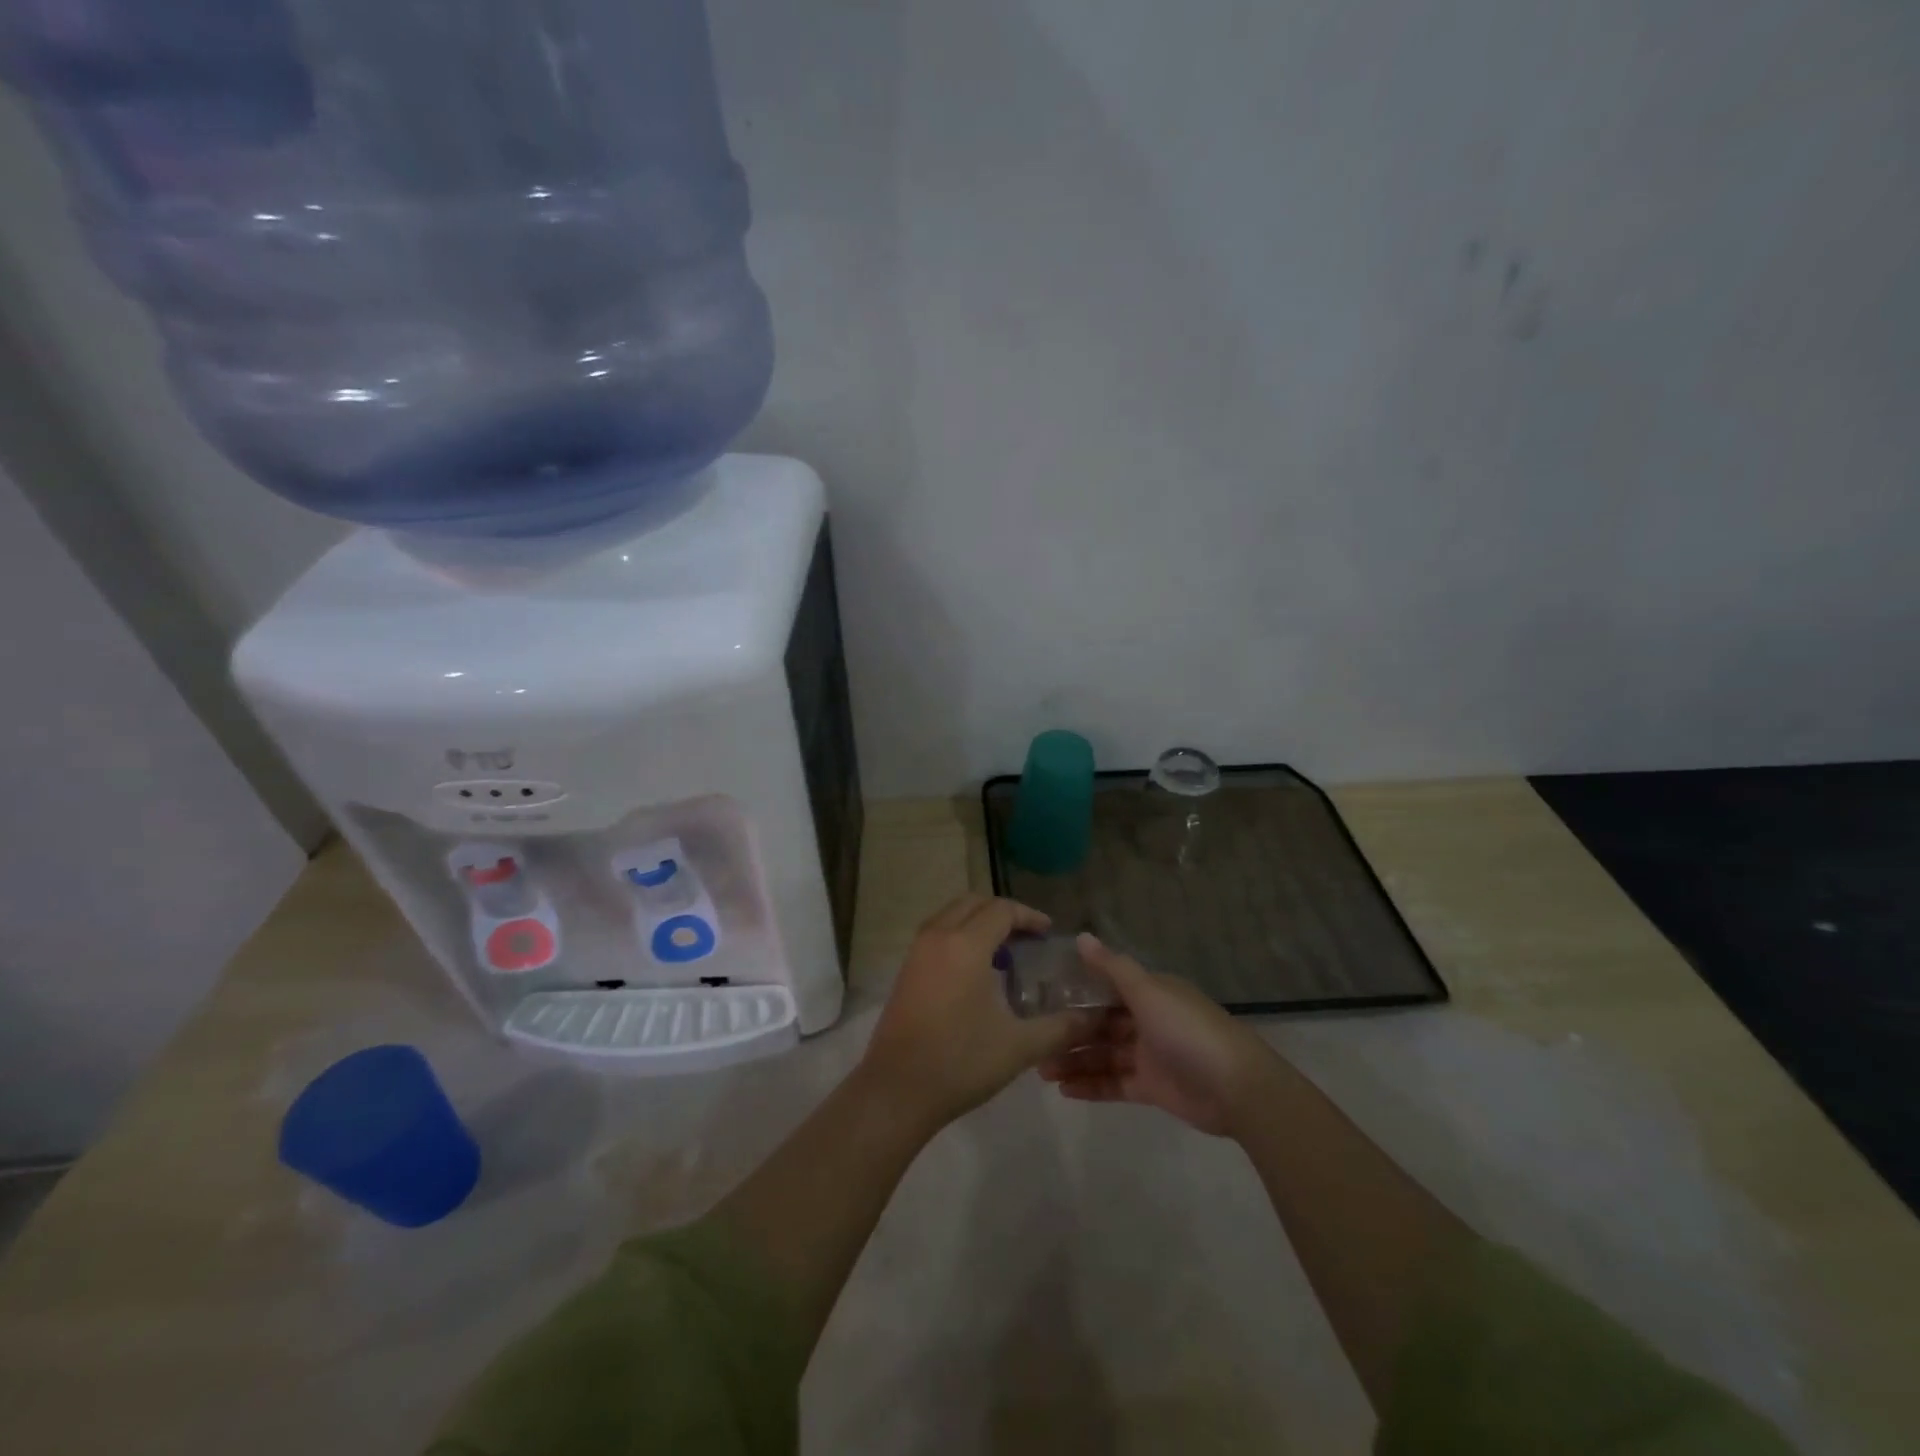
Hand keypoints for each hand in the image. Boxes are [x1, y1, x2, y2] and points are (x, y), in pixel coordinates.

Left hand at [861, 895, 1094, 1129]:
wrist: (896, 1091)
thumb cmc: (960, 1062)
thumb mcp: (1019, 1046)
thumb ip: (1061, 1028)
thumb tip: (1093, 1019)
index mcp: (966, 945)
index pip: (1002, 910)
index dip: (1029, 916)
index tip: (1048, 933)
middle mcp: (938, 937)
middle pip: (974, 903)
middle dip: (1003, 913)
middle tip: (1028, 938)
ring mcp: (916, 952)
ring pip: (951, 916)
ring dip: (979, 923)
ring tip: (1005, 954)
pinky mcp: (906, 970)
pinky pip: (937, 935)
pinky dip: (960, 937)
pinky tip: (976, 973)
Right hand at [1040, 934, 1276, 1135]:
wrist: (1238, 1089)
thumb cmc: (1188, 1031)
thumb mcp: (1149, 992)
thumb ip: (1112, 967)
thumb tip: (1080, 936)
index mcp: (1149, 992)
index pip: (1106, 986)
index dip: (1076, 990)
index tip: (1041, 996)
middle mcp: (1147, 1020)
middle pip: (1100, 1023)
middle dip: (1069, 1031)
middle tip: (1033, 1040)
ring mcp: (1149, 1055)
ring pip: (1103, 1054)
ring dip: (1074, 1060)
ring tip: (1040, 1070)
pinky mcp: (1152, 1087)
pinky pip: (1114, 1083)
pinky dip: (1091, 1085)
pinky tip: (1063, 1090)